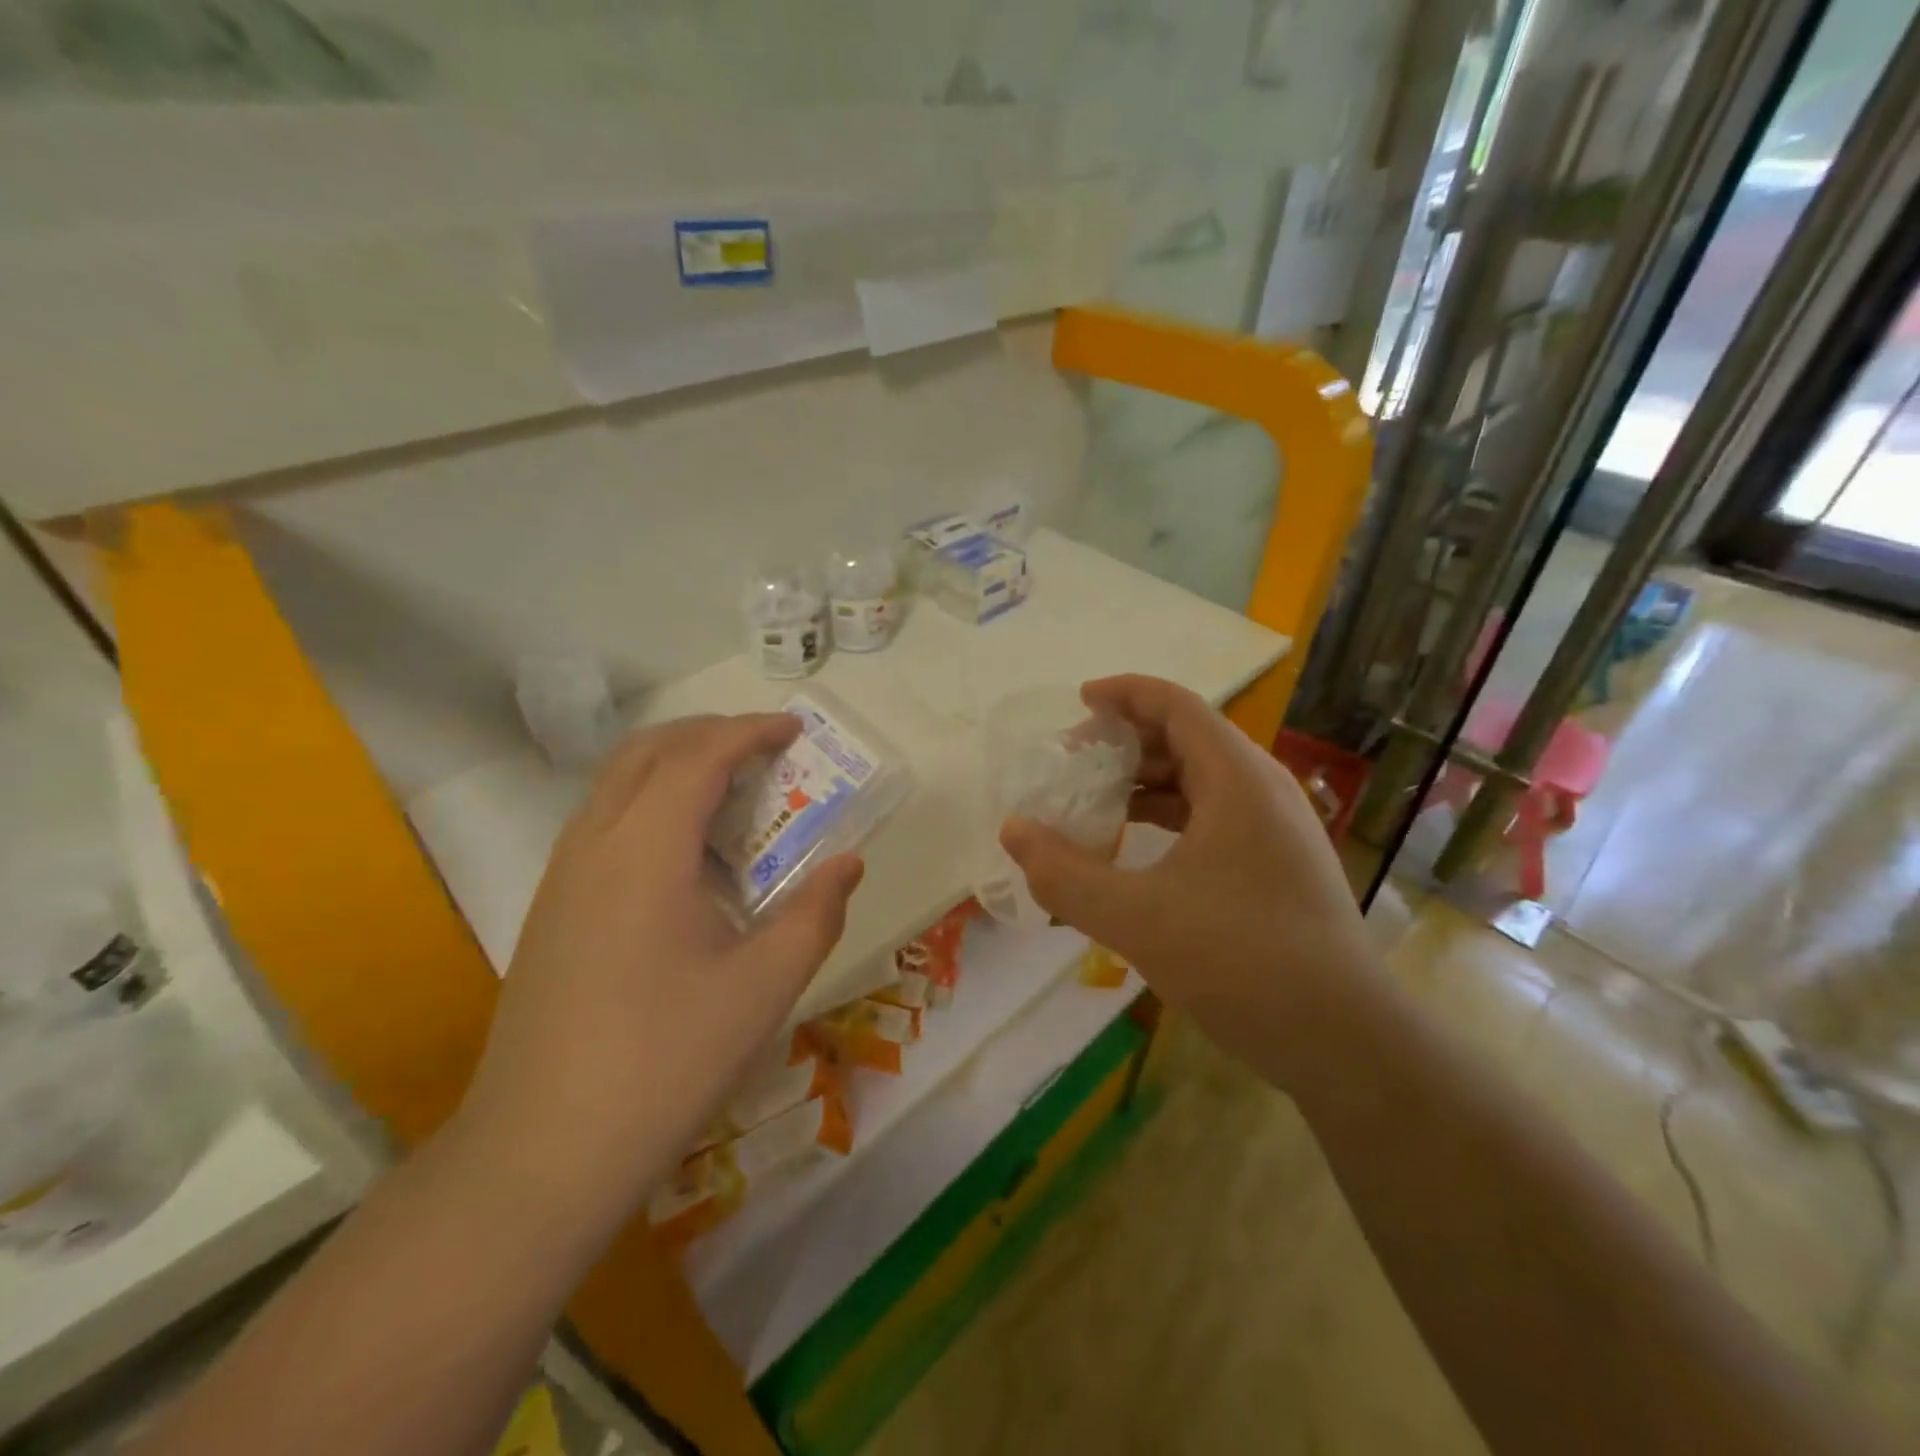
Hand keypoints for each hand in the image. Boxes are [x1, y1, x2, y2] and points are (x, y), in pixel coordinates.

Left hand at [454, 713, 863, 1214]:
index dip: (750, 732)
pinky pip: (604, 822)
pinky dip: (651, 804)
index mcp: (645, 851)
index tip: (795, 730)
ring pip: (617, 784)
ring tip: (734, 796)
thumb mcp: (764, 987)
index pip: (699, 757)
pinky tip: (688, 858)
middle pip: (647, 751)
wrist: (542, 1152)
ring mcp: (562, 876)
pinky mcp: (551, 909)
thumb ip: (815, 914)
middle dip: (708, 734)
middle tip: (764, 750)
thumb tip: (848, 864)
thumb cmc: (666, 1061)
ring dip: (676, 767)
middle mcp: (594, 845)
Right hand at [999, 675, 1377, 1091]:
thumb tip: (1013, 831)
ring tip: (1097, 801)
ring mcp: (1277, 828)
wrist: (1343, 1039)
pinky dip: (1172, 816)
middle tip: (1075, 761)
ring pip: (1204, 780)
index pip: (1177, 706)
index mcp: (1238, 780)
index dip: (1125, 694)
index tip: (1079, 702)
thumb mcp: (1136, 918)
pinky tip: (1139, 847)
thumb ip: (1064, 874)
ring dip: (1149, 781)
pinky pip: (1217, 815)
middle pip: (1190, 737)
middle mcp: (1264, 790)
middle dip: (1128, 740)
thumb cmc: (1240, 961)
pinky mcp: (1280, 864)